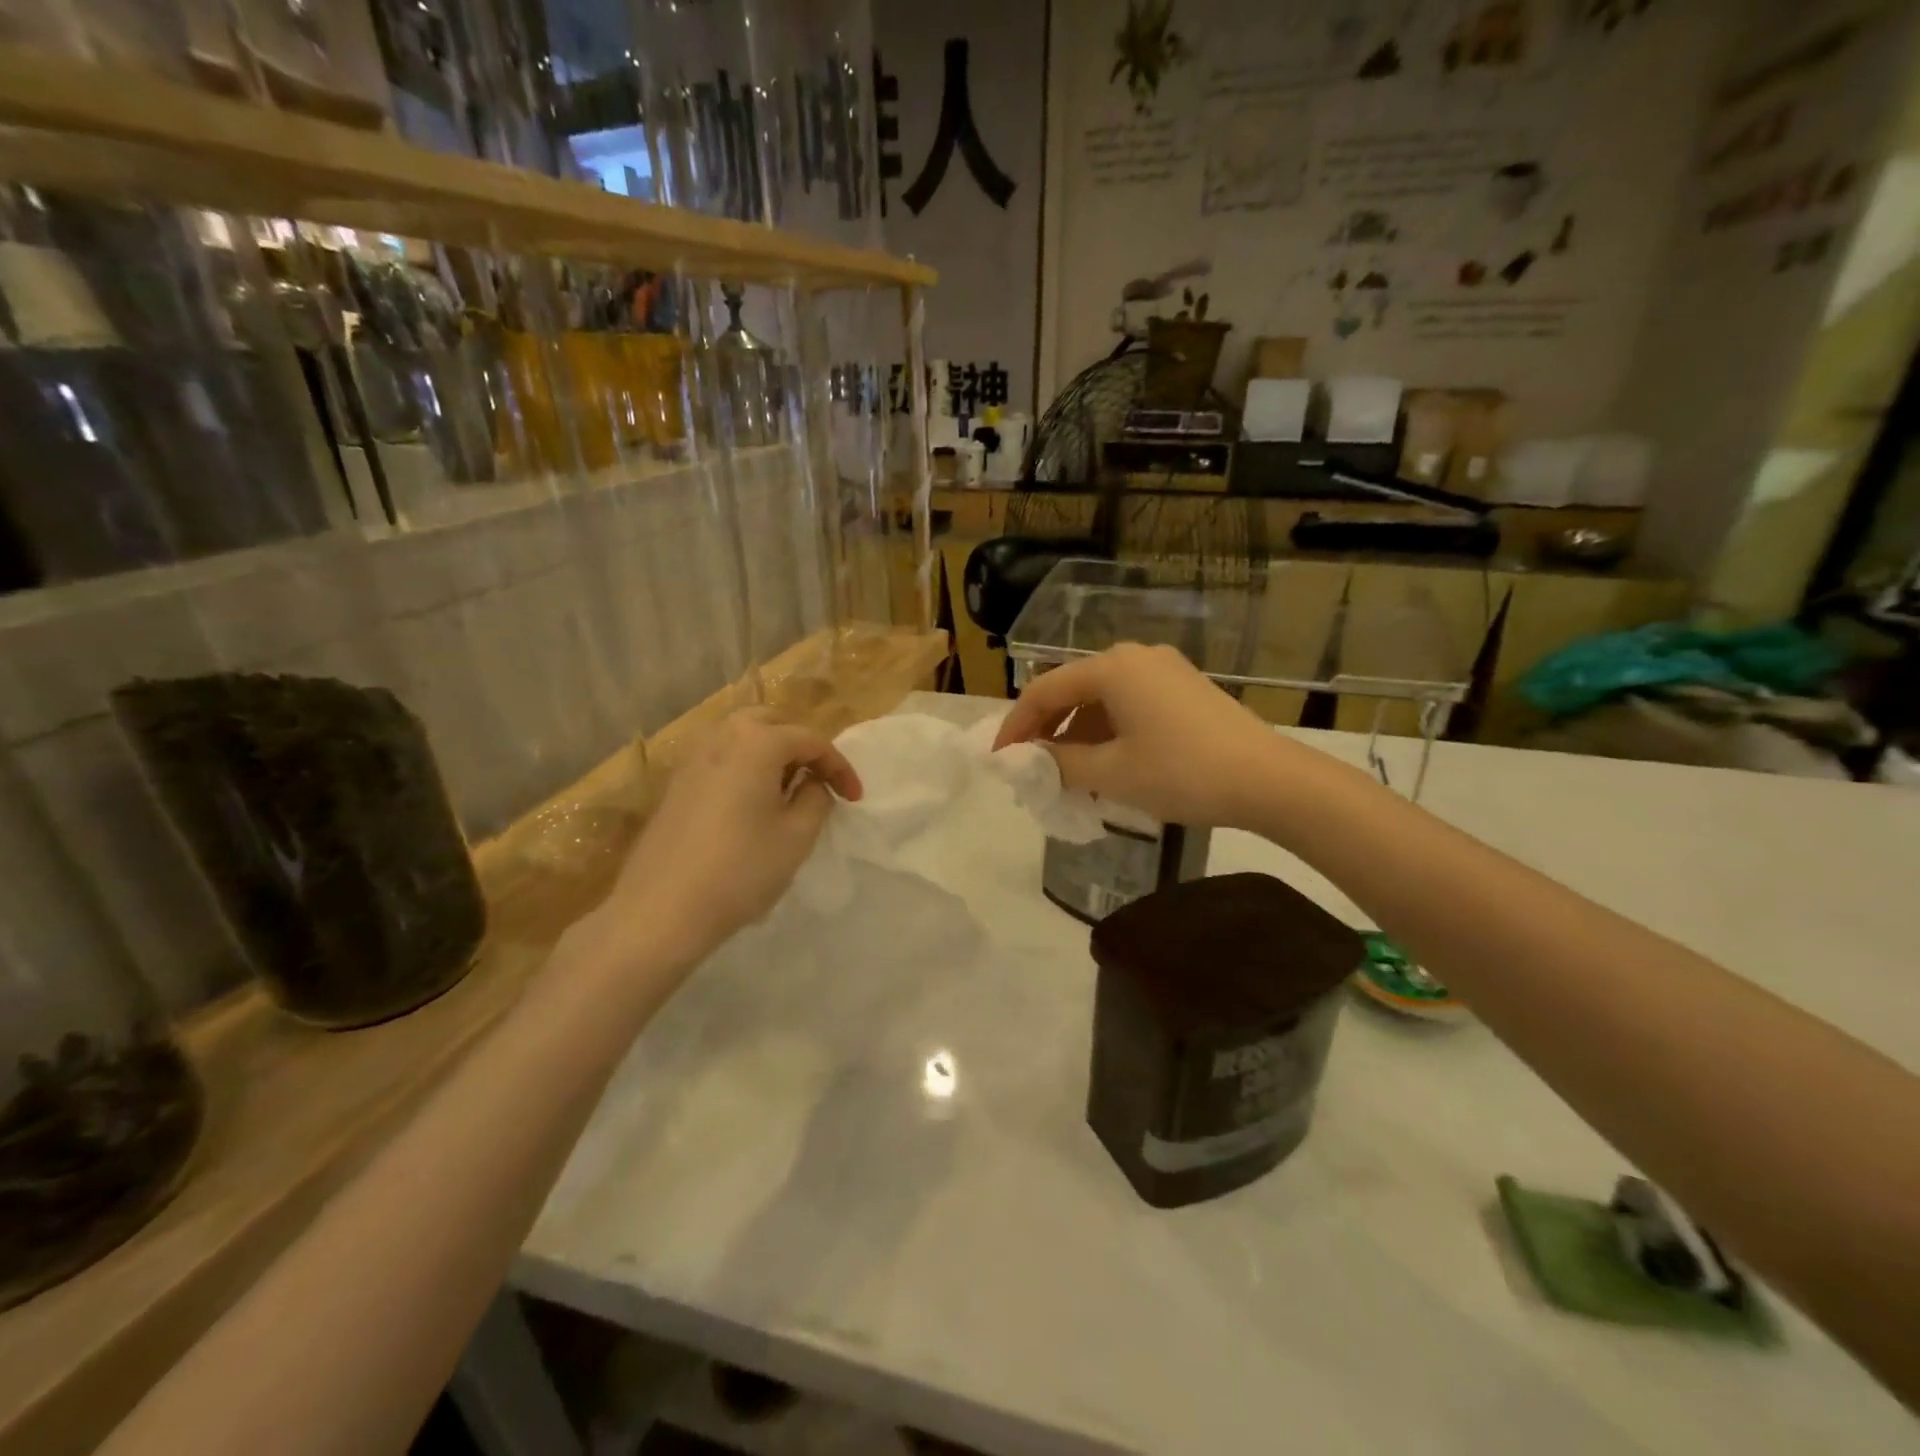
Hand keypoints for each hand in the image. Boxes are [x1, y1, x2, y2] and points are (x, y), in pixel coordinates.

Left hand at [601, 710, 862, 966]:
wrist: (661, 910)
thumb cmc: (741, 870)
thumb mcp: (797, 836)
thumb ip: (815, 798)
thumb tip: (811, 783)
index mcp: (757, 742)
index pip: (811, 741)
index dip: (839, 767)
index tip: (854, 798)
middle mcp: (721, 737)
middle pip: (771, 723)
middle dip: (801, 746)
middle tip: (819, 779)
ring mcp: (692, 759)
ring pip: (741, 738)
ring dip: (771, 754)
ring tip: (787, 791)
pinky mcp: (675, 785)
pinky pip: (720, 759)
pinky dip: (744, 768)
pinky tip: (751, 805)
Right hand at [993, 643, 1283, 827]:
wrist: (1268, 779)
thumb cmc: (1181, 772)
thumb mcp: (1111, 773)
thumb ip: (1058, 763)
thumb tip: (1028, 760)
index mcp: (1112, 667)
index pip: (1044, 691)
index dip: (1016, 726)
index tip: (999, 760)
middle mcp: (1135, 656)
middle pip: (1072, 689)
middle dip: (1046, 729)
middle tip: (1030, 766)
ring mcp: (1164, 669)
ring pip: (1101, 698)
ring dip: (1077, 732)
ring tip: (1066, 772)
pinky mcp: (1184, 687)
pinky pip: (1129, 703)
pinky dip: (1107, 730)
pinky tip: (1106, 762)